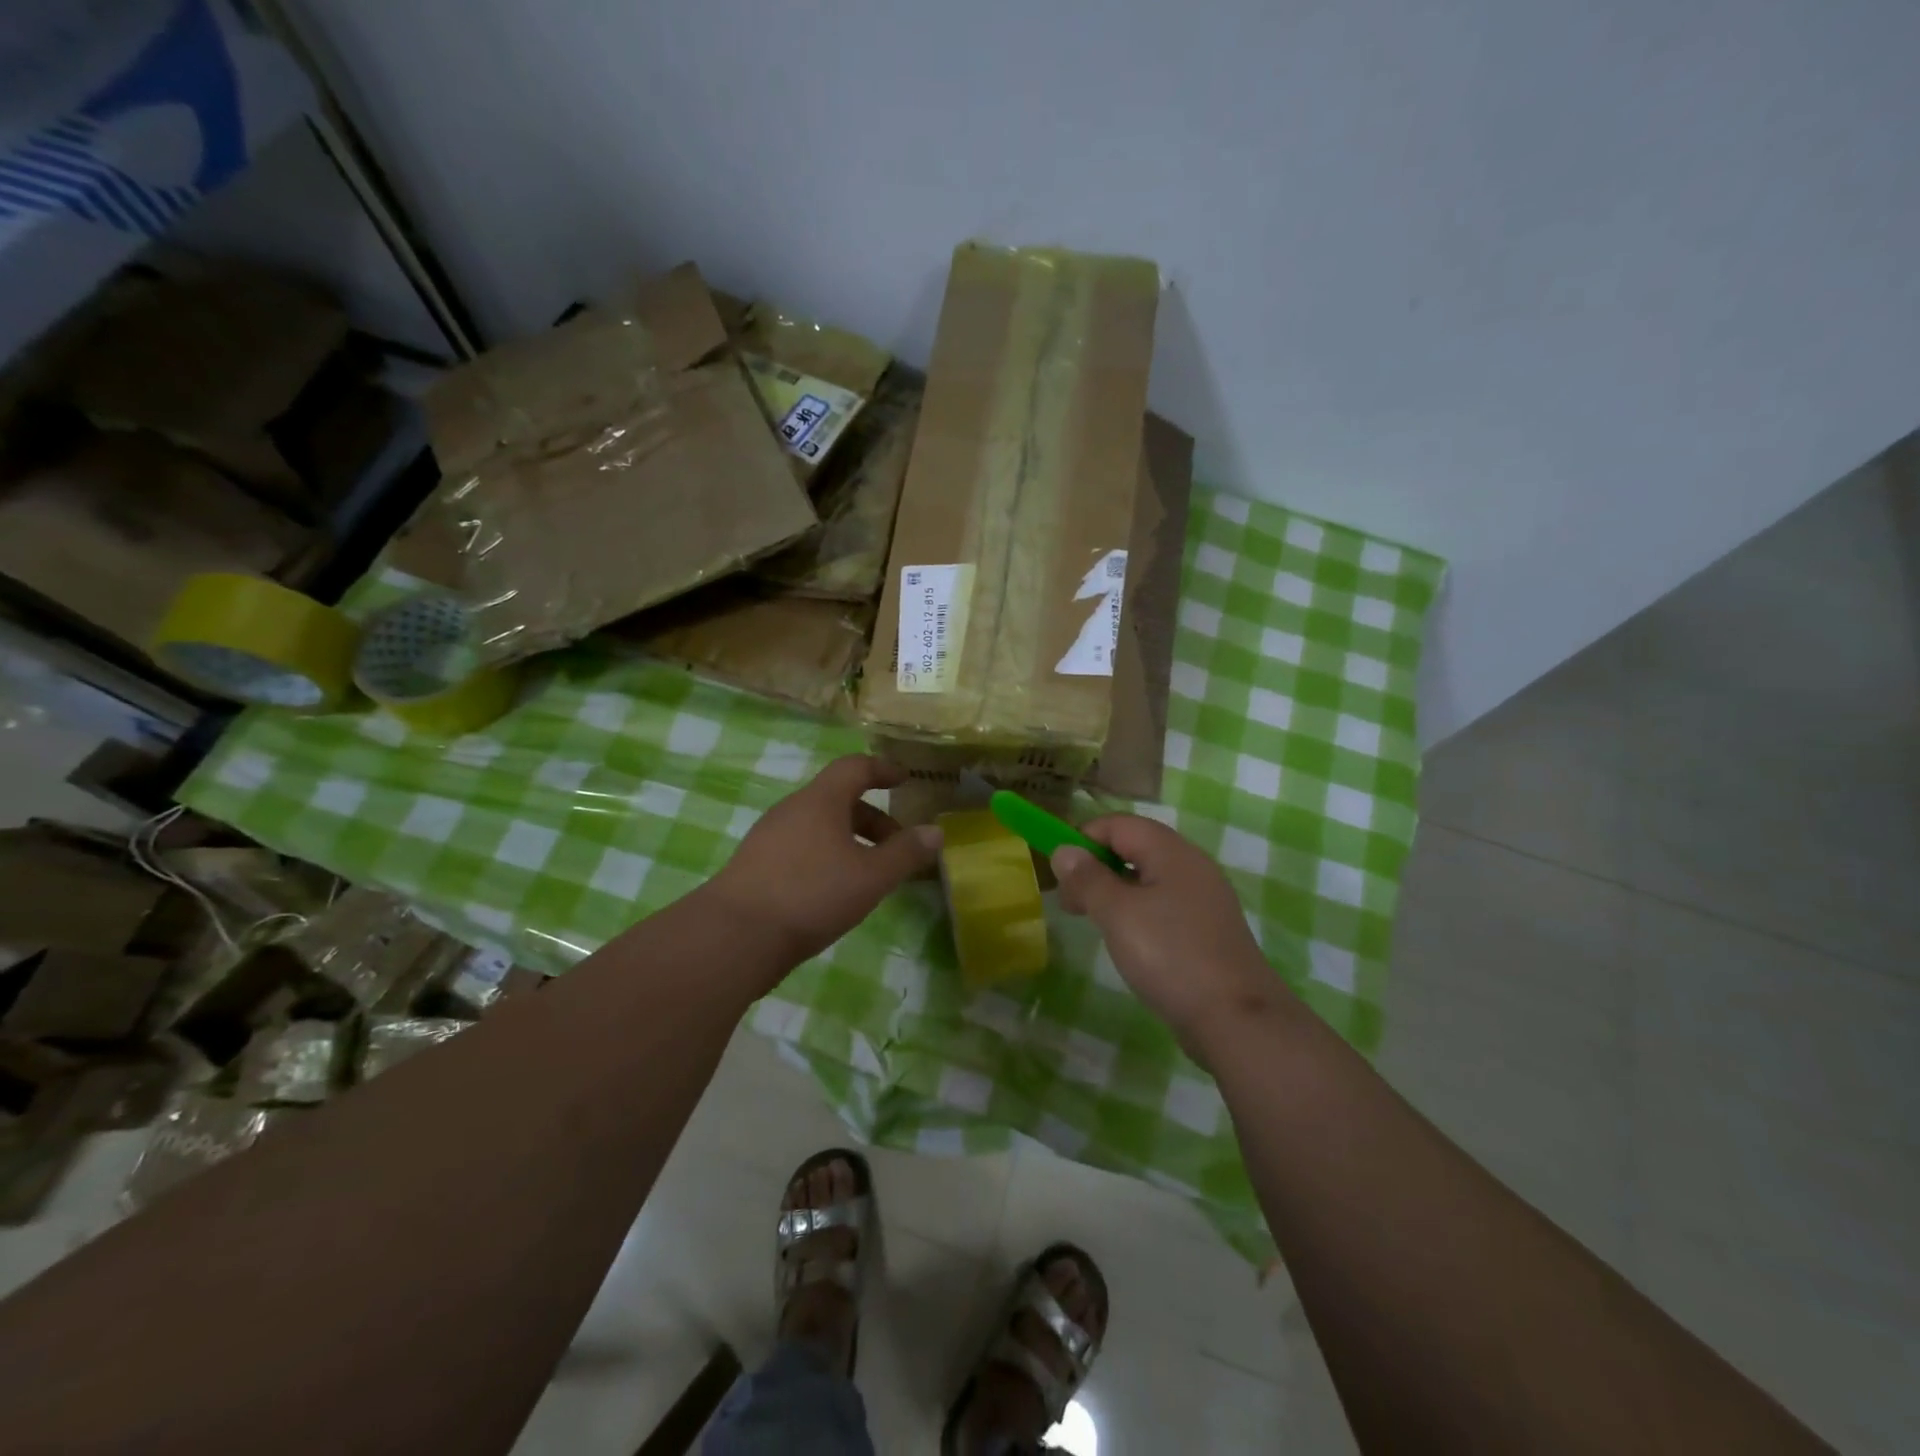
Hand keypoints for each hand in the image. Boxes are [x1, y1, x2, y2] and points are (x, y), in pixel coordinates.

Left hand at [710, 755, 941, 965]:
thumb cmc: (811, 894)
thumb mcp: (871, 876)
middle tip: (896, 846)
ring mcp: (768, 837)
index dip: (883, 769)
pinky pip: (801, 847)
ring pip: (819, 826)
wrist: (734, 936)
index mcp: (820, 800)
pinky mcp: (755, 865)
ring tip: (869, 875)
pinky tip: (833, 892)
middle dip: (873, 818)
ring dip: (849, 840)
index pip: (855, 767)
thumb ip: (905, 853)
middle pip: (838, 799)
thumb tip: (936, 832)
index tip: (904, 780)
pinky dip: (826, 856)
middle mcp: (792, 809)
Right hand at [1052, 815, 1294, 1059]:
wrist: (1236, 1020)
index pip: (1118, 824)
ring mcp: (1204, 899)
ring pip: (1148, 878)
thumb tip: (1065, 850)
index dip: (1084, 839)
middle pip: (1134, 847)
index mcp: (1171, 852)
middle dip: (1096, 867)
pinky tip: (1128, 941)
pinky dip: (1137, 912)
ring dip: (1114, 891)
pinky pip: (1164, 905)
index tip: (1059, 874)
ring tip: (1092, 921)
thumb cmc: (1170, 956)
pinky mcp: (1208, 930)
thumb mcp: (1118, 913)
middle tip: (1070, 902)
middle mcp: (1192, 866)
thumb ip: (1088, 878)